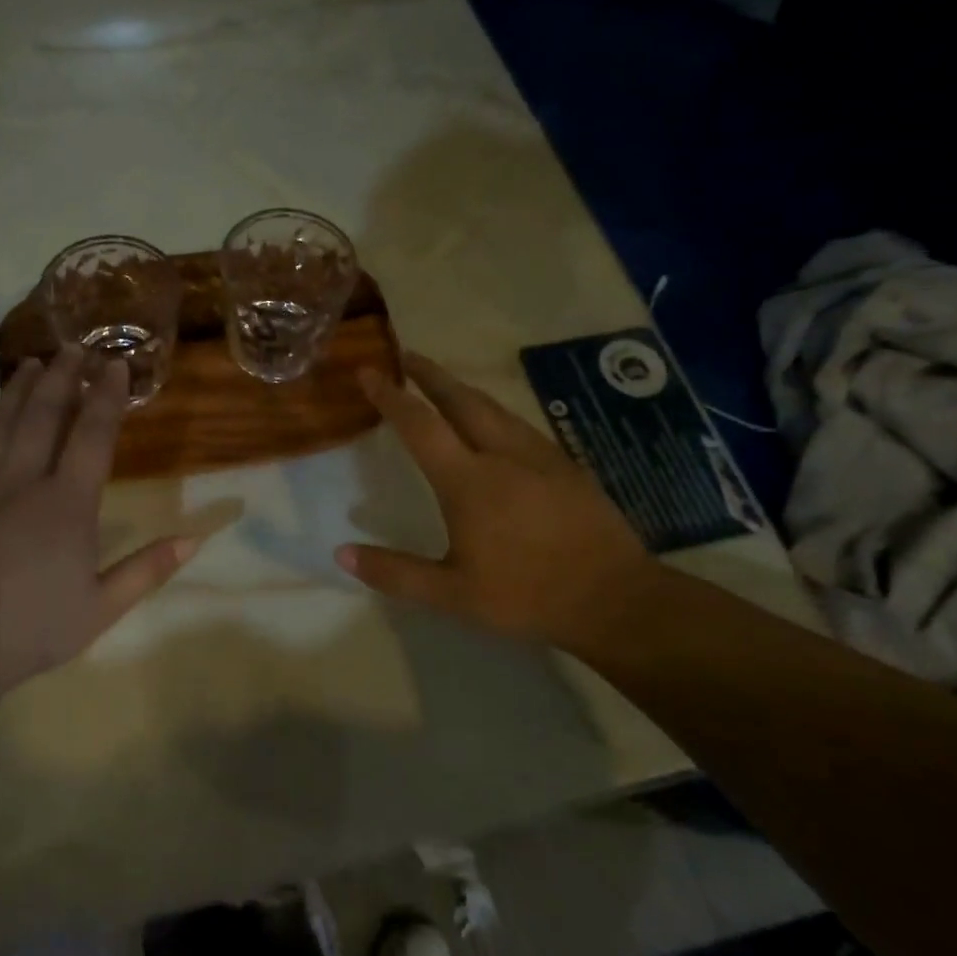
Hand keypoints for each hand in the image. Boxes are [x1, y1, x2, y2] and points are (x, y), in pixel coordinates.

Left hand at [0, 347, 198, 699]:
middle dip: (66, 376)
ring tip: (39, 360)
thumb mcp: (101, 609)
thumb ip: (148, 570)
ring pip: (6, 420)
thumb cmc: (33, 630)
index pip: (91, 437)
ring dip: (26, 386)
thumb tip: (195, 539)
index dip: (107, 398)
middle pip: (46, 414)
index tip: (117, 367)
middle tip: (79, 347)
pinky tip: (1, 405)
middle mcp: (24, 483)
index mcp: (66, 508)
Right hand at [336, 352, 659, 655]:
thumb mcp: (452, 594)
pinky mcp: (566, 466)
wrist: (615, 599)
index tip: (369, 372)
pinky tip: (494, 423)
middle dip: (431, 375)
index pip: (421, 425)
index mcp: (469, 481)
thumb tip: (341, 553)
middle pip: (461, 400)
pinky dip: (493, 411)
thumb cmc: (526, 595)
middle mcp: (503, 455)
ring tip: (443, 383)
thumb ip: (395, 572)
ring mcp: (540, 456)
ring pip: (494, 408)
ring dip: (462, 389)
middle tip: (407, 356)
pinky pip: (519, 424)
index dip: (391, 396)